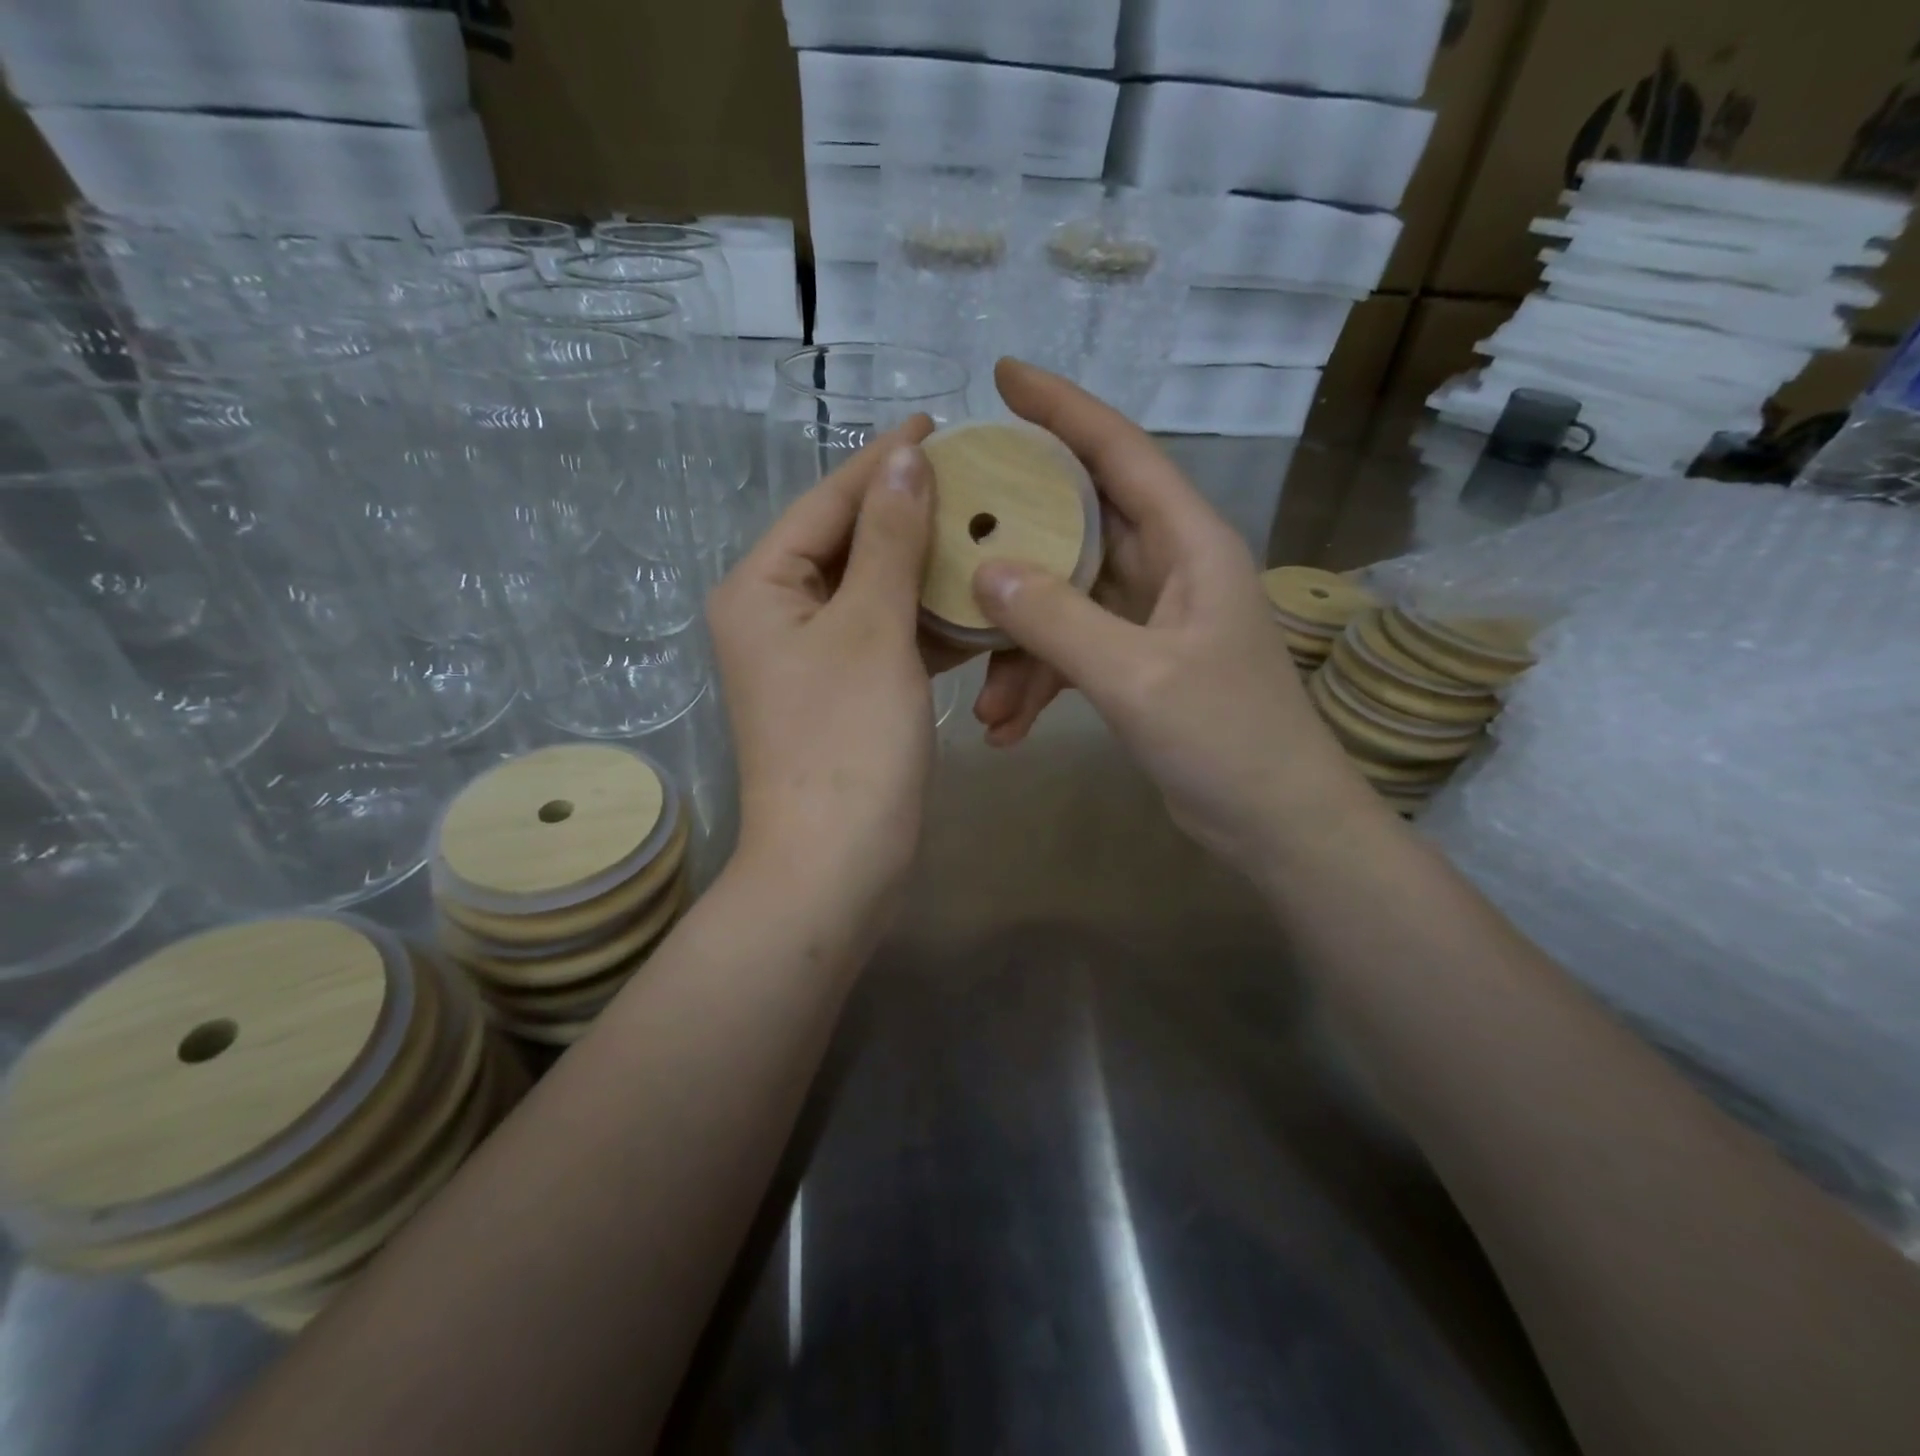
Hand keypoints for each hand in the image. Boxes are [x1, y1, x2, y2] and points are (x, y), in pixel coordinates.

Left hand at [708, 419, 940, 917]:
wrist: (837, 864)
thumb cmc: (848, 741)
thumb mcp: (872, 629)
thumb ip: (890, 539)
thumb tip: (905, 458)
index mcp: (762, 587)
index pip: (828, 502)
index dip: (883, 462)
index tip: (938, 425)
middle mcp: (776, 615)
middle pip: (849, 544)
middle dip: (910, 513)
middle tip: (975, 478)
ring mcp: (812, 658)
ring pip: (874, 592)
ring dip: (925, 568)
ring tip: (985, 529)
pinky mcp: (845, 693)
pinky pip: (887, 636)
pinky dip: (926, 621)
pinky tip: (974, 602)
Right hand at [970, 359, 1386, 872]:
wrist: (1275, 824)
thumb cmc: (1227, 741)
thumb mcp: (1137, 678)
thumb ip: (1059, 622)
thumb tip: (986, 571)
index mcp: (1190, 544)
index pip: (1120, 451)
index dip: (1063, 408)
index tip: (1004, 376)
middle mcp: (1171, 567)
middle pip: (1081, 523)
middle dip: (1016, 535)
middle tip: (950, 527)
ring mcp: (1153, 617)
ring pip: (1067, 600)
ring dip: (1021, 646)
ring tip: (982, 701)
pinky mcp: (1139, 663)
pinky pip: (1074, 651)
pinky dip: (1040, 683)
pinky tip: (1007, 727)